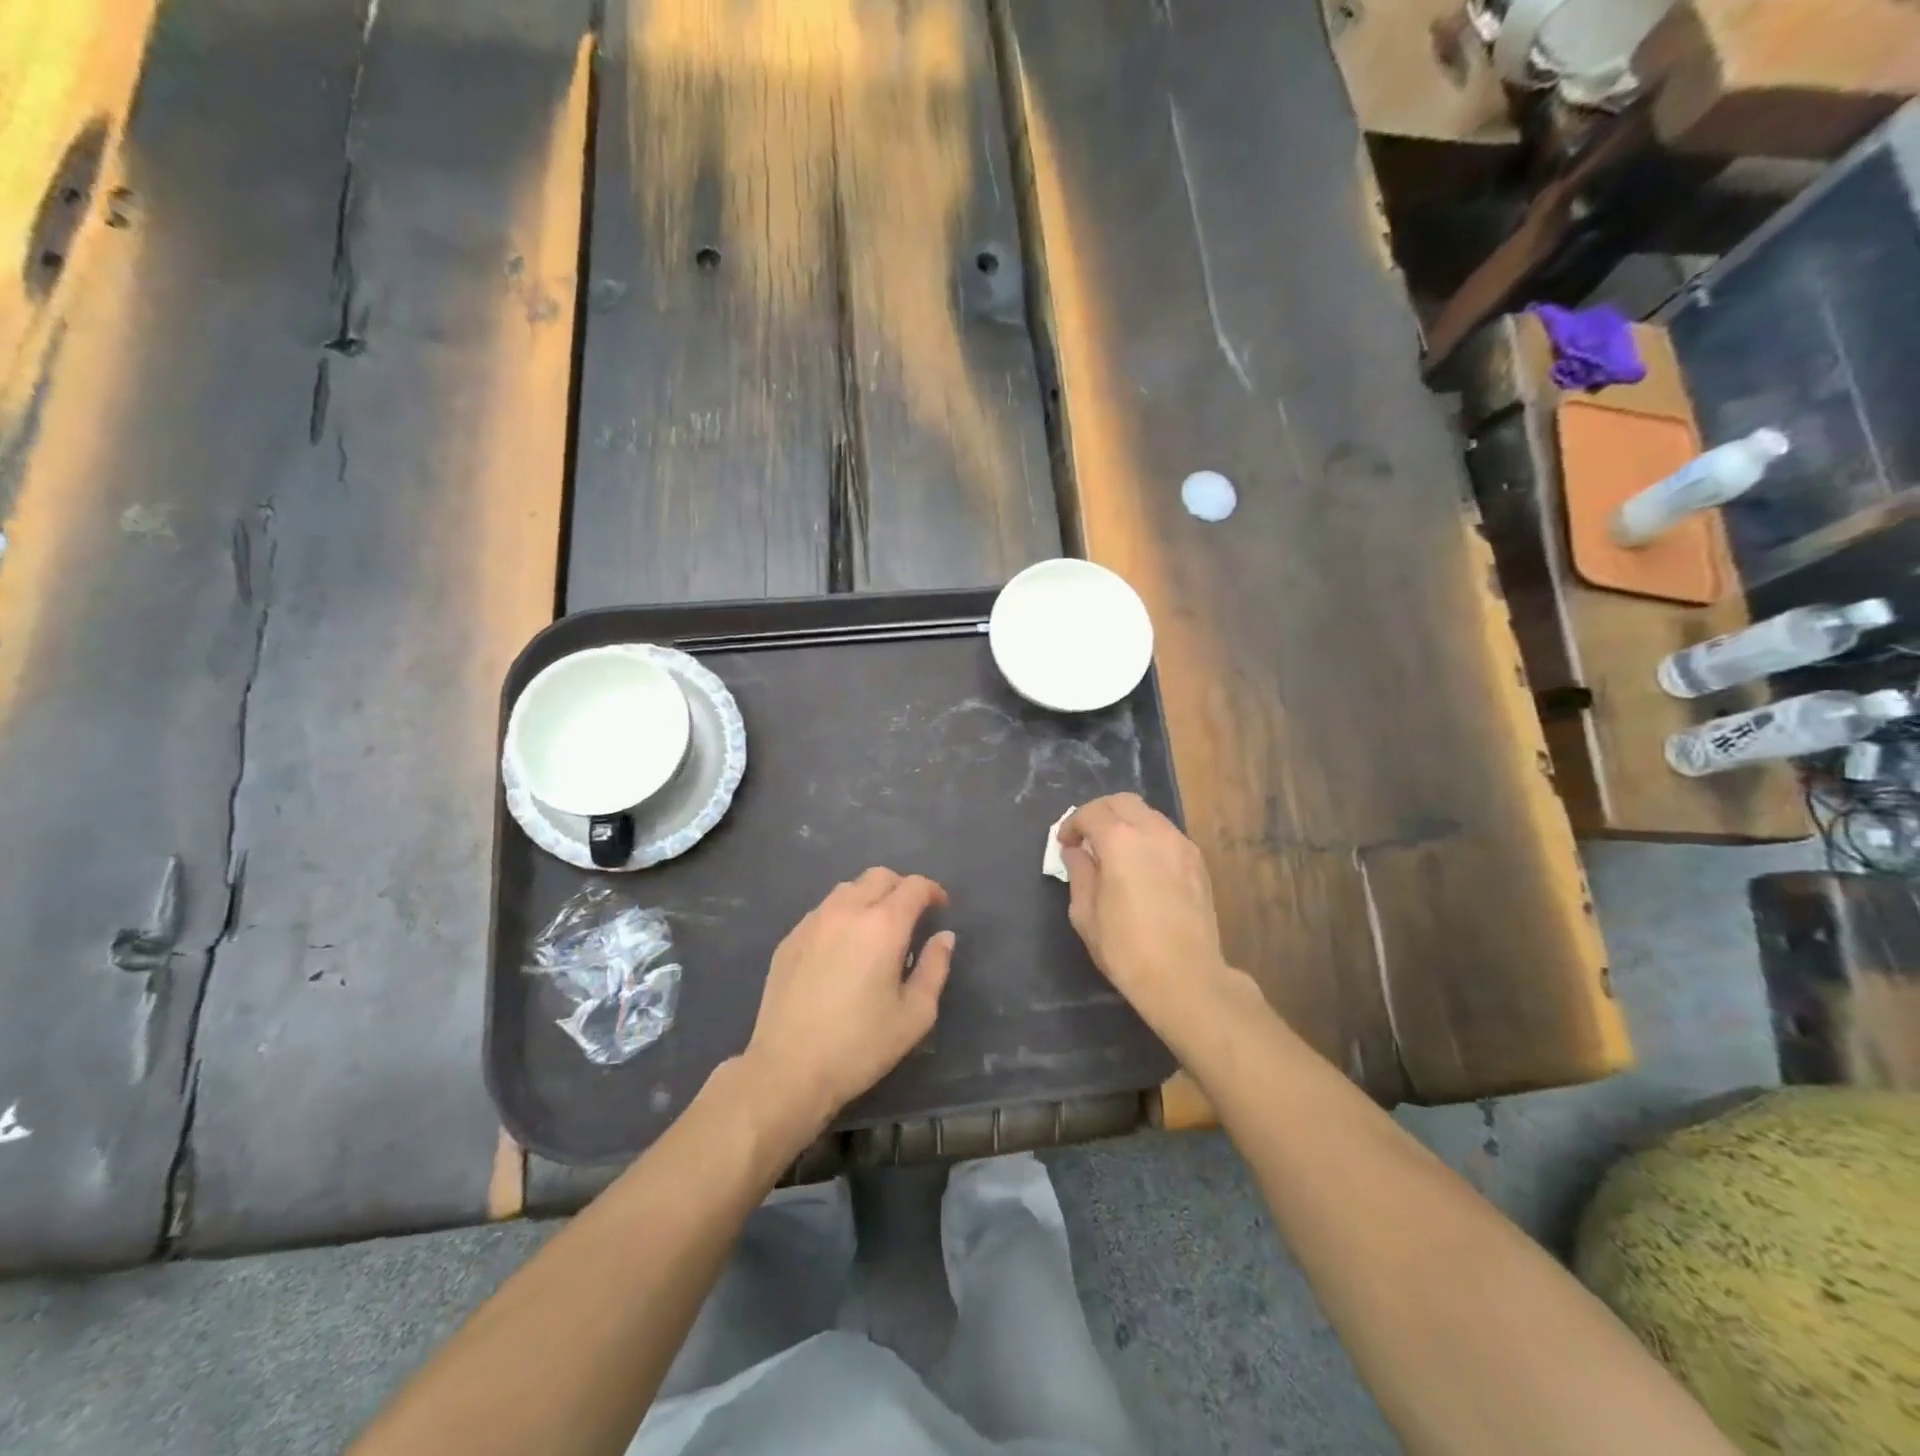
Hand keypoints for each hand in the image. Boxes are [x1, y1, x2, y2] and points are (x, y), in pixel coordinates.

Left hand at [741, 868, 954, 1135]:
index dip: (933, 891)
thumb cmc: (860, 1046)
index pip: (914, 886)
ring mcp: (813, 922)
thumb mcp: (915, 1015)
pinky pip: (823, 910)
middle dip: (902, 888)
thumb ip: (935, 968)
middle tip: (911, 916)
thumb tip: (944, 937)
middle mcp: (846, 911)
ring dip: (870, 897)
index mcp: (883, 925)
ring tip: (877, 929)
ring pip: (848, 888)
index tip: (940, 908)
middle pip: (879, 876)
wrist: (787, 1069)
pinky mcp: (790, 938)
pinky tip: (843, 947)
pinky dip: (842, 915)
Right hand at [1060, 794, 1235, 1038]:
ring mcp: (1180, 844)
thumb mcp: (1085, 913)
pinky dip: (1148, 838)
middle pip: (1122, 802)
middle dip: (1100, 813)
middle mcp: (1153, 831)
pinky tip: (1142, 866)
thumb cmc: (1126, 948)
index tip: (1065, 844)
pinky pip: (1167, 834)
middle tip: (1087, 838)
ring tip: (1115, 851)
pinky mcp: (1197, 862)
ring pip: (1148, 815)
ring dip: (1126, 823)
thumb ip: (1079, 873)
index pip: (1091, 813)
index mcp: (1120, 840)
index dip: (1072, 824)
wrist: (1186, 977)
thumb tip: (1076, 852)